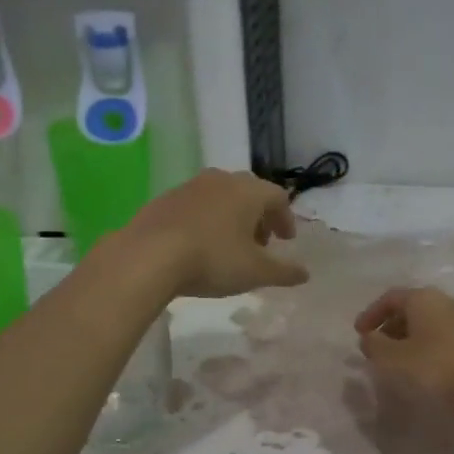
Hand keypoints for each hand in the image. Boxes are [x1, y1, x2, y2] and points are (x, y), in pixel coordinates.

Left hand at [122, 169, 309, 297]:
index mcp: (249, 191)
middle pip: (249, 193)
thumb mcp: (255, 272)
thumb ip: (284, 272)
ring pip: (221, 197)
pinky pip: (196, 206)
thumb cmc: (213, 260)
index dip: (286, 219)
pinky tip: (199, 245)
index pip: (278, 197)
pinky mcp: (165, 199)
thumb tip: (305, 273)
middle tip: (261, 243)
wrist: (149, 255)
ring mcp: (190, 186)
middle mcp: (221, 180)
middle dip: (259, 217)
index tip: (286, 241)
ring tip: (230, 245)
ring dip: (232, 218)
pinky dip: (206, 220)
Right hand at [354, 287, 453, 407]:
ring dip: (405, 336)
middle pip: (409, 307)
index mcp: (423, 298)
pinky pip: (439, 332)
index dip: (371, 314)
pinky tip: (417, 363)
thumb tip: (369, 338)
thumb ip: (373, 344)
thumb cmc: (431, 367)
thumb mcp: (391, 357)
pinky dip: (422, 342)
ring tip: (394, 358)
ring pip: (425, 321)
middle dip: (388, 326)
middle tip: (375, 347)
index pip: (390, 298)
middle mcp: (444, 300)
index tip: (358, 333)